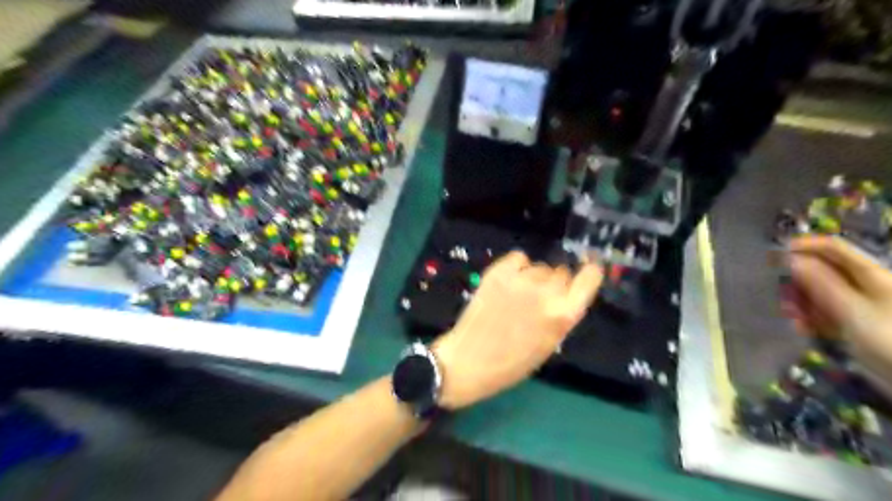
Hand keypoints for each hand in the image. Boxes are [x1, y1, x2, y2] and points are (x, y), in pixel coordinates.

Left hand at [430, 252, 601, 408]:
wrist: (469, 361)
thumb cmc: (511, 363)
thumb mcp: (549, 345)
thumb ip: (562, 317)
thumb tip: (567, 294)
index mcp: (563, 316)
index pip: (589, 279)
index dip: (589, 274)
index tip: (586, 272)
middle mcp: (545, 293)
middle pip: (562, 272)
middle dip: (556, 284)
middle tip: (540, 299)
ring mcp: (520, 280)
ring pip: (540, 267)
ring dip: (535, 278)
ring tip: (519, 295)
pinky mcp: (498, 273)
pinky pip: (519, 257)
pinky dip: (517, 267)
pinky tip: (509, 282)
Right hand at [791, 237, 891, 376]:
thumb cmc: (888, 337)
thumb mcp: (851, 309)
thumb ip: (821, 283)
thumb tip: (791, 258)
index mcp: (870, 274)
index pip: (834, 248)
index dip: (806, 246)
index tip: (776, 253)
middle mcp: (865, 285)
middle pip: (824, 272)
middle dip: (798, 281)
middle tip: (780, 293)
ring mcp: (861, 306)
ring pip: (821, 294)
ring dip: (802, 303)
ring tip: (790, 316)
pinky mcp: (856, 324)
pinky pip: (827, 314)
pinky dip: (812, 319)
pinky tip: (802, 329)